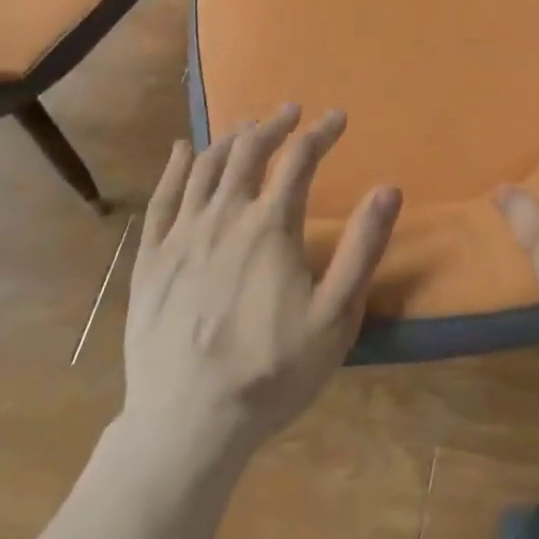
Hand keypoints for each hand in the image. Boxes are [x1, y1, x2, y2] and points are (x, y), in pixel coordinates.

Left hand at [120, 105, 400, 452]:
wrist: (186, 426)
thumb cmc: (271, 372)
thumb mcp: (335, 317)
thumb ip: (362, 248)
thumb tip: (388, 189)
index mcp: (270, 226)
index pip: (299, 159)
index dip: (321, 132)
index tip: (337, 117)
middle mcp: (224, 216)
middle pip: (248, 151)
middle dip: (274, 125)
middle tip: (291, 112)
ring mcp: (182, 236)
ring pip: (206, 167)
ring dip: (230, 138)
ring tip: (247, 126)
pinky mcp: (151, 260)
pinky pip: (162, 199)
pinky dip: (176, 166)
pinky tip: (183, 149)